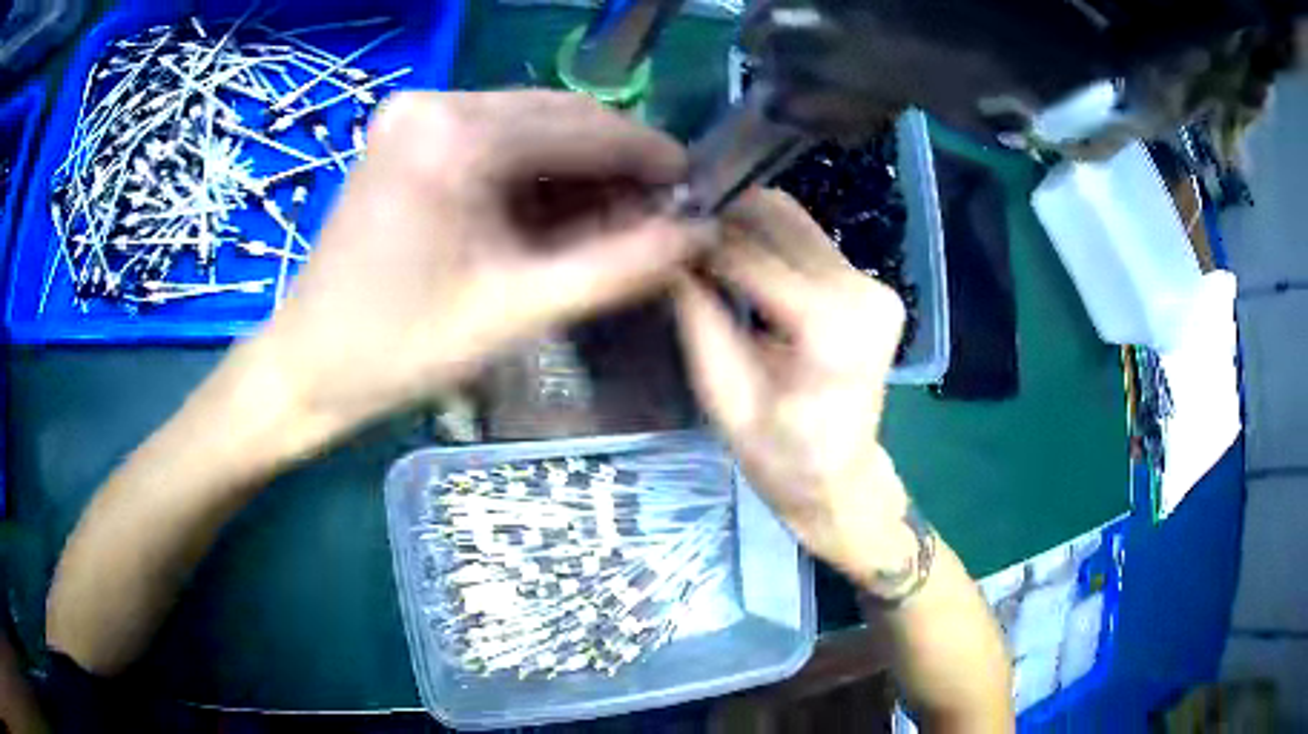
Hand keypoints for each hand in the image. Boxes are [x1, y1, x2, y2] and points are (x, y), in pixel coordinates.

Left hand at [247, 91, 704, 445]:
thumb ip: (616, 267)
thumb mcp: (515, 311)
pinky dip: (537, 171)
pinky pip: (496, 138)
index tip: (698, 188)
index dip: (651, 156)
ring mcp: (417, 114)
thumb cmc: (398, 350)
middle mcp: (435, 104)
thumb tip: (697, 233)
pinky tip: (561, 210)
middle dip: (617, 163)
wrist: (307, 365)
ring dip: (580, 168)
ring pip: (531, 125)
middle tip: (659, 214)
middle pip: (559, 116)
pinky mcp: (409, 135)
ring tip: (618, 219)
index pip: (584, 126)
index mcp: (455, 136)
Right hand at [673, 190, 915, 588]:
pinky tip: (739, 258)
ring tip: (703, 243)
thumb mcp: (724, 398)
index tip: (661, 237)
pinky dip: (771, 241)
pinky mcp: (874, 285)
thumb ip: (700, 321)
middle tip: (679, 232)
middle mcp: (863, 293)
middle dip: (726, 220)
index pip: (753, 258)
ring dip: (747, 225)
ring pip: (797, 223)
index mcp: (831, 329)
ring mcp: (875, 286)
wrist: (842, 475)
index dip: (703, 243)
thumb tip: (670, 258)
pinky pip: (811, 242)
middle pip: (783, 222)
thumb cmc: (781, 455)